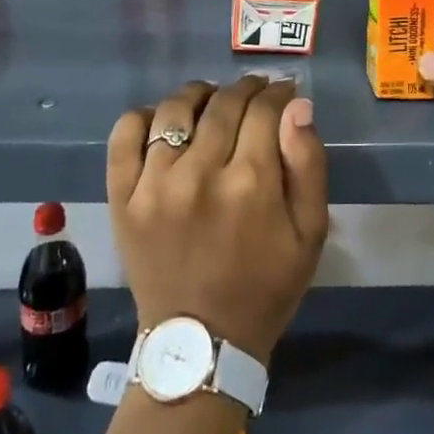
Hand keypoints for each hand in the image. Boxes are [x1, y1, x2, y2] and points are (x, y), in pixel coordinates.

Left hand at [107, 76, 327, 362]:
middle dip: (246, 89)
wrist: (200, 344)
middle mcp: (199, 173)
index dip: (278, 93)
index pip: (264, 109)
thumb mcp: (310, 233)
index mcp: (250, 183)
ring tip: (211, 101)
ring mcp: (154, 183)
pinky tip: (163, 120)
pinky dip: (144, 116)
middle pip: (223, 103)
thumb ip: (308, 164)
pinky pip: (125, 134)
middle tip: (255, 93)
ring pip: (175, 109)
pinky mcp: (122, 196)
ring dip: (199, 94)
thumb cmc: (265, 286)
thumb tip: (297, 106)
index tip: (283, 92)